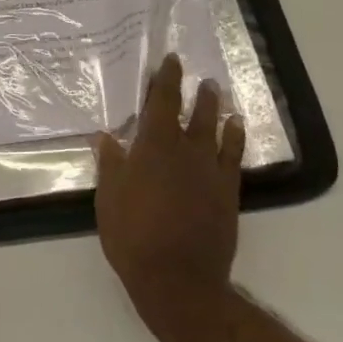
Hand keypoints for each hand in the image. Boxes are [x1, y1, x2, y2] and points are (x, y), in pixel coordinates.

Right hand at [94, 54, 245, 340]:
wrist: (178, 279)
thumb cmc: (133, 237)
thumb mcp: (109, 200)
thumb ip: (111, 165)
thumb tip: (106, 136)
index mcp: (153, 147)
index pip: (161, 103)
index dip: (166, 80)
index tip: (171, 61)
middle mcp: (186, 151)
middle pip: (192, 112)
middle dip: (192, 91)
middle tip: (197, 75)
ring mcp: (211, 171)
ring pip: (216, 130)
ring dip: (215, 109)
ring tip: (216, 93)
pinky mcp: (228, 192)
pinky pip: (234, 156)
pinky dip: (236, 137)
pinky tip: (236, 128)